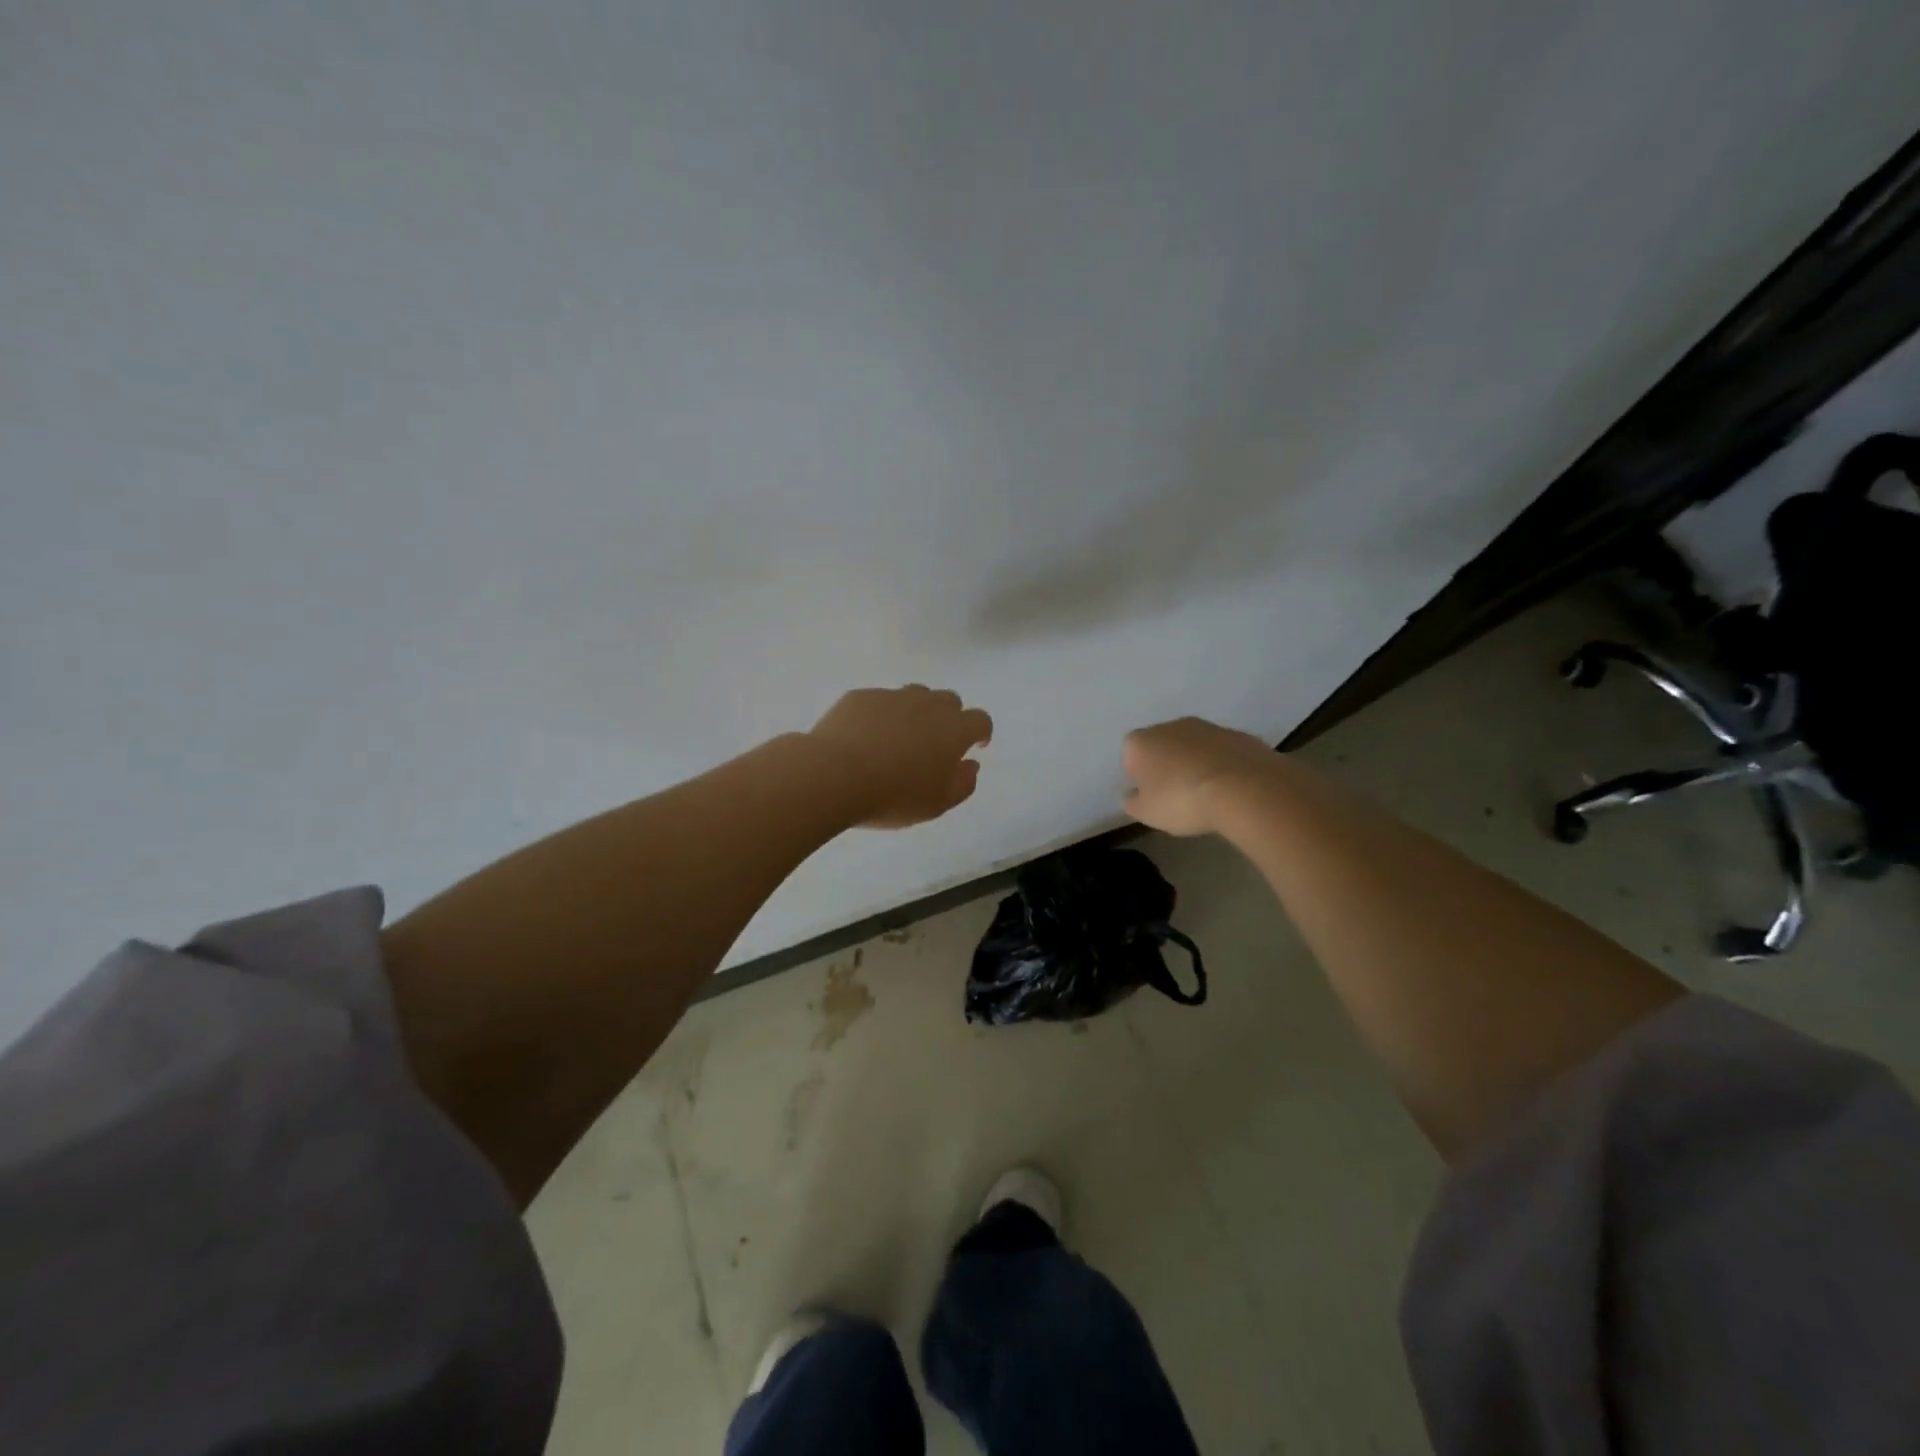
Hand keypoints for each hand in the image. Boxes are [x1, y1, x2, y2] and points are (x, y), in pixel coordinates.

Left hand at [808, 686, 993, 828]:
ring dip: (917, 711)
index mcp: (954, 730)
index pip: (980, 720)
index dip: (981, 732)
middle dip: (949, 718)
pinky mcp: (861, 696)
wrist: (833, 775)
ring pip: (915, 695)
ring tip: (901, 737)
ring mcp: (892, 696)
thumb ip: (963, 783)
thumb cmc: (894, 796)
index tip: (975, 746)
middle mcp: (927, 704)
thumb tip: (970, 765)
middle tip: (935, 743)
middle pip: (949, 700)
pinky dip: (882, 715)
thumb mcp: (937, 804)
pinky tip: (866, 738)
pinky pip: (880, 700)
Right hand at [1122, 717, 1273, 835]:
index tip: (1148, 794)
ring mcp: (1209, 728)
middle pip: (1163, 744)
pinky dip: (1222, 766)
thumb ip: (1132, 802)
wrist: (1245, 790)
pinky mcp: (1240, 736)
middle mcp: (1173, 726)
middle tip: (1175, 794)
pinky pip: (1223, 752)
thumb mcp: (1147, 813)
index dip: (1138, 774)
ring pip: (1195, 746)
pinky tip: (1230, 789)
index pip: (1130, 753)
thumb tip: (1131, 796)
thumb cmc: (1183, 800)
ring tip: (1206, 794)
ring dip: (1196, 763)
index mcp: (1143, 741)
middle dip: (1167, 765)